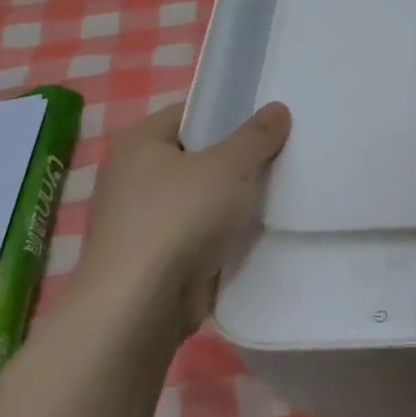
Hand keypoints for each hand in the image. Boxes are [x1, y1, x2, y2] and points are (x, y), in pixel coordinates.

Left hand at [73, 101, 290, 338]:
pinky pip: (201, 236)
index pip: (190, 113)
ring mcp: (143, 222)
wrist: (140, 307)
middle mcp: (133, 177)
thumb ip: (256, 136)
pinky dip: (225, 237)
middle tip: (282, 156)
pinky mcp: (156, 260)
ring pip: (202, 200)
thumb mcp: (228, 166)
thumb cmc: (179, 218)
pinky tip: (259, 234)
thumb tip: (278, 109)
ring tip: (280, 193)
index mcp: (139, 142)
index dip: (229, 113)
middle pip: (198, 157)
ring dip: (234, 202)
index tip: (269, 123)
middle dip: (238, 161)